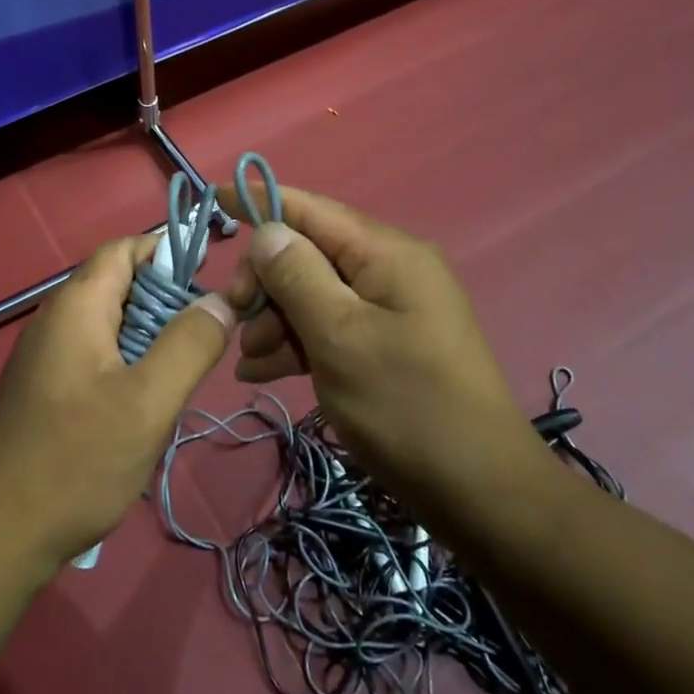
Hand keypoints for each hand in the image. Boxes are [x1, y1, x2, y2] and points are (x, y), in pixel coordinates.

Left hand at [0, 236, 234, 576]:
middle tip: (204, 341)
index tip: (211, 284)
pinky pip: (96, 356)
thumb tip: (220, 300)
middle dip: (166, 303)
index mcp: (76, 305)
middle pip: (120, 285)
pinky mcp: (44, 388)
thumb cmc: (77, 461)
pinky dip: (128, 365)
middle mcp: (55, 319)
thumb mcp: (149, 403)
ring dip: (150, 340)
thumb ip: (190, 345)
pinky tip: (145, 407)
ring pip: (111, 325)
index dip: (169, 253)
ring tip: (180, 378)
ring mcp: (45, 356)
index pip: (125, 248)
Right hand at [220, 183, 546, 520]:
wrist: (480, 492)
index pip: (310, 208)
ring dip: (276, 320)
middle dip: (266, 282)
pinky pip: (331, 327)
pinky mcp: (386, 343)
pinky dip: (297, 343)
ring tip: (252, 362)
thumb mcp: (339, 337)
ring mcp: (389, 308)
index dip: (260, 201)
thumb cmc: (406, 407)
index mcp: (386, 253)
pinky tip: (264, 372)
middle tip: (236, 321)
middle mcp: (389, 269)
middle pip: (308, 253)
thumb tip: (266, 231)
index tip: (213, 201)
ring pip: (314, 294)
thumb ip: (297, 276)